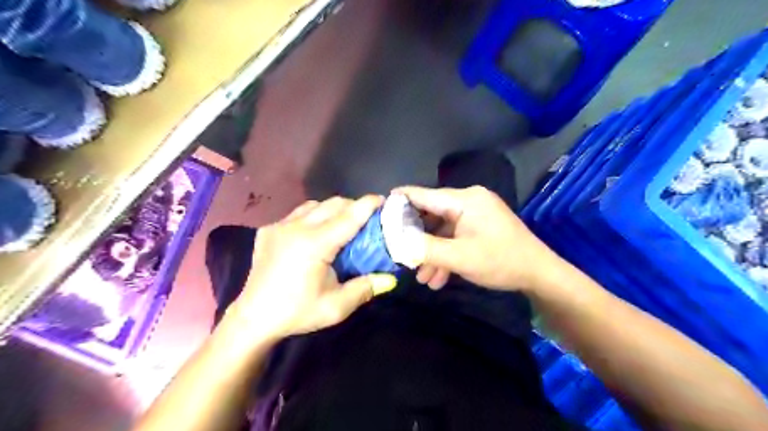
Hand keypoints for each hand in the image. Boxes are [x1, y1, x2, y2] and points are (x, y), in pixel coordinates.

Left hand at [225, 195, 398, 339]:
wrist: (253, 318)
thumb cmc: (297, 312)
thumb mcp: (336, 307)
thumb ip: (365, 288)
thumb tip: (391, 279)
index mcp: (315, 245)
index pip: (349, 217)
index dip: (368, 205)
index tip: (383, 200)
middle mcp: (296, 228)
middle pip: (333, 204)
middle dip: (354, 206)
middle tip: (366, 218)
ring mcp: (280, 226)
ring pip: (314, 205)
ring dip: (333, 209)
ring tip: (342, 224)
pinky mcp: (268, 230)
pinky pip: (298, 214)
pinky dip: (313, 215)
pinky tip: (315, 232)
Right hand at [395, 185, 561, 291]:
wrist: (539, 274)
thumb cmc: (500, 261)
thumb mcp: (458, 257)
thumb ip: (424, 248)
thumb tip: (395, 241)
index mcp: (464, 200)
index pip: (423, 195)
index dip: (399, 202)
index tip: (379, 211)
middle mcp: (468, 201)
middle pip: (431, 214)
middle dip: (416, 237)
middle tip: (400, 254)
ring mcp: (475, 214)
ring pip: (442, 230)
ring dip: (431, 252)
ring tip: (421, 278)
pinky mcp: (479, 226)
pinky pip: (455, 236)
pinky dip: (446, 253)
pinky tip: (438, 278)